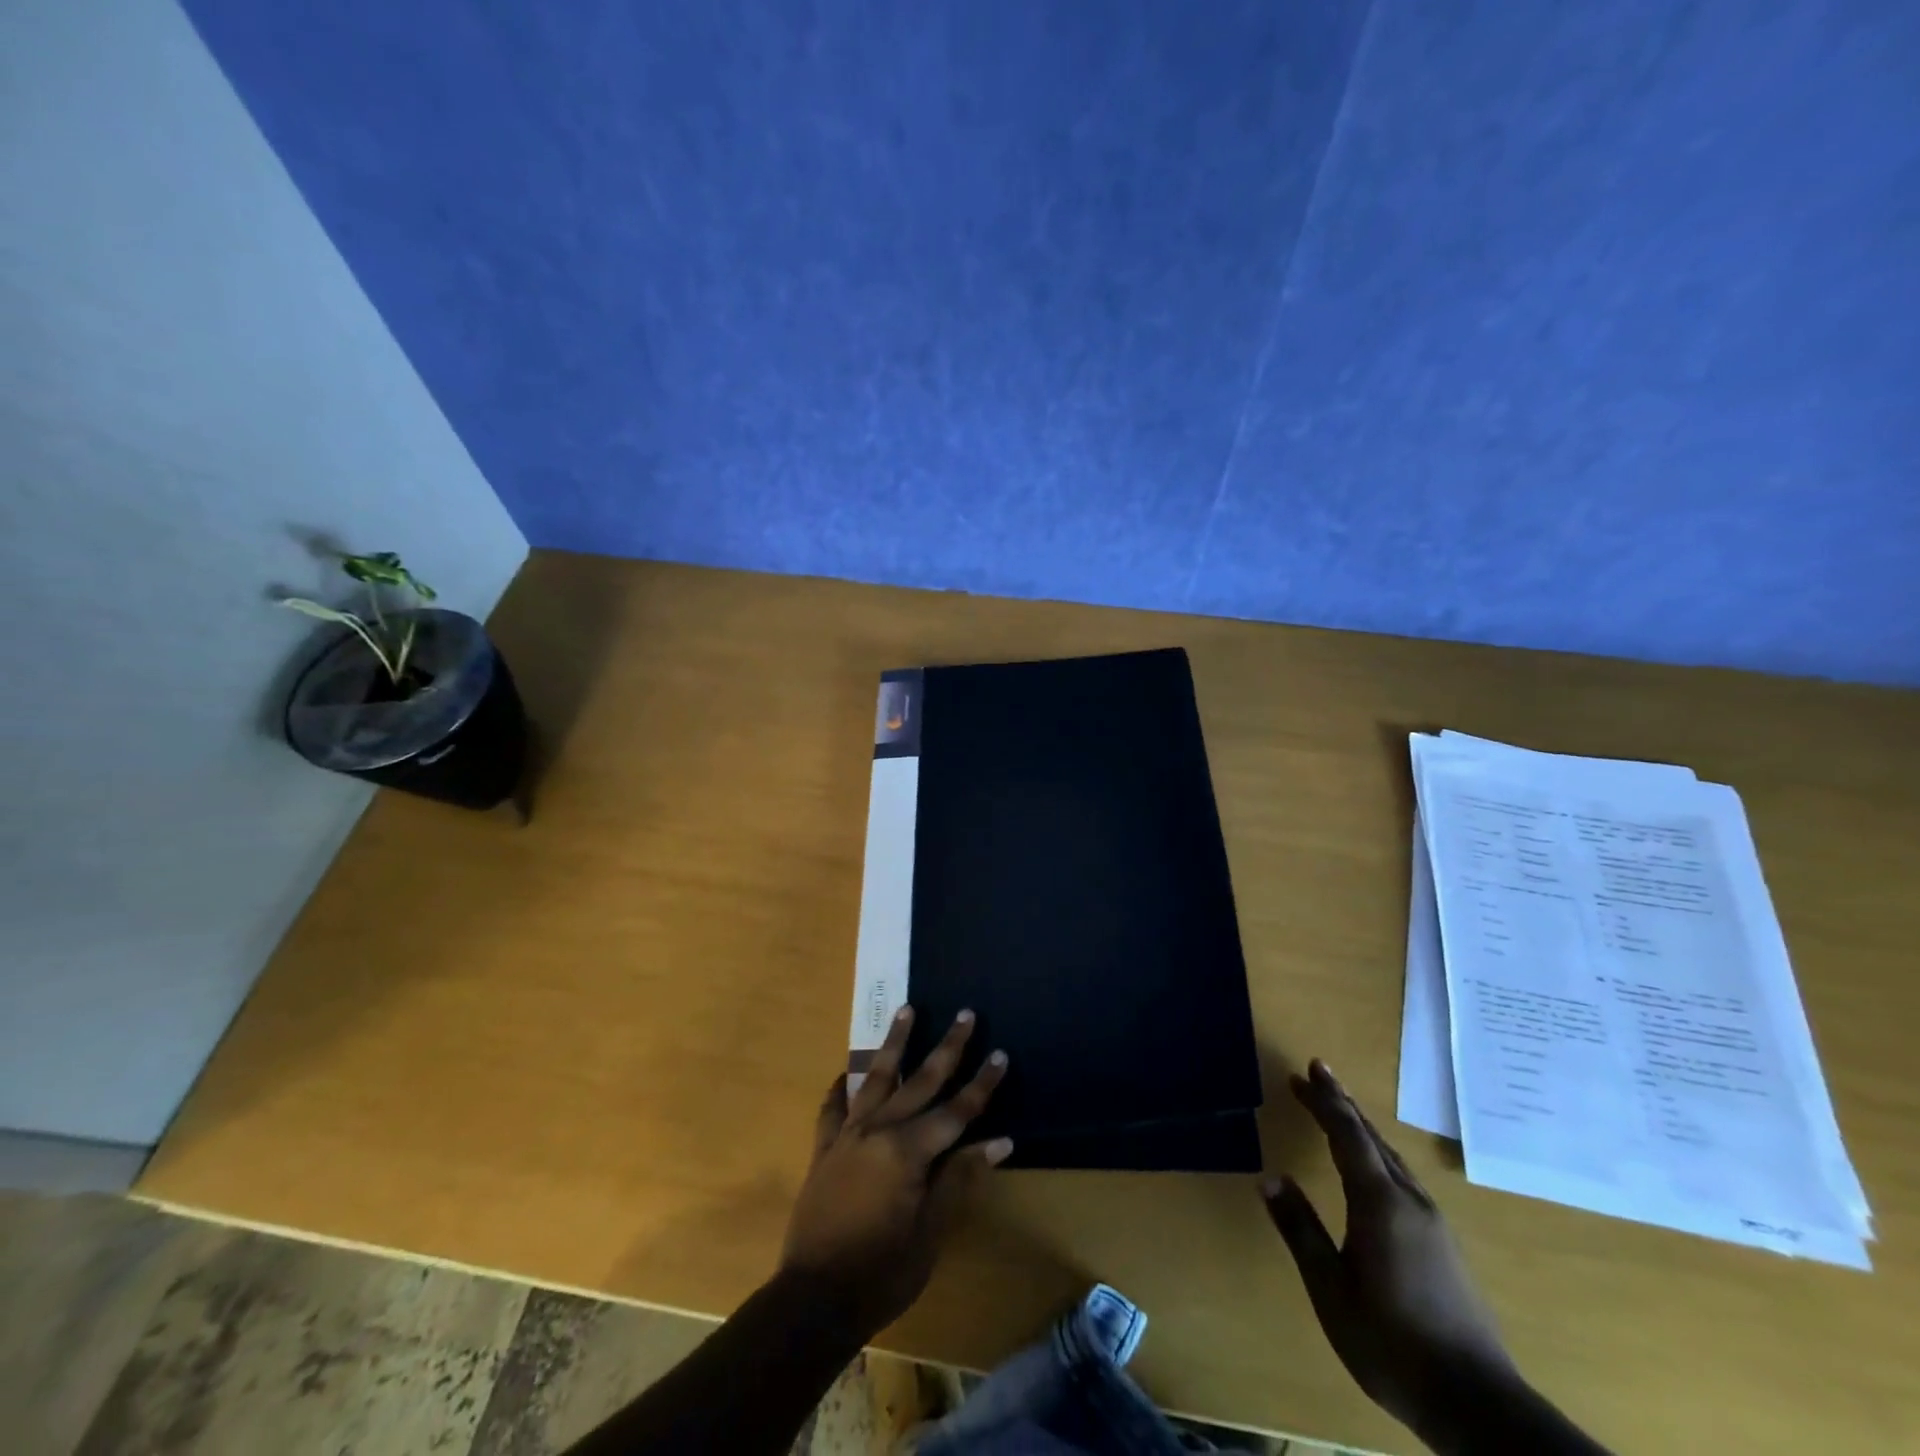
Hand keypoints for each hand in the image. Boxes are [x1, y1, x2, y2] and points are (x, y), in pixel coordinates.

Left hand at [781, 1005, 1010, 1338]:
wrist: (812, 1300)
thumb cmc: (882, 1272)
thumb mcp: (931, 1232)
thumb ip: (959, 1179)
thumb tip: (999, 1141)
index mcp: (909, 1151)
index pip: (956, 1110)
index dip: (982, 1084)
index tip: (1000, 1054)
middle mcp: (879, 1129)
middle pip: (920, 1081)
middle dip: (947, 1047)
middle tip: (965, 1014)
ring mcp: (847, 1135)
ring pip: (876, 1077)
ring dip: (895, 1042)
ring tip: (908, 1009)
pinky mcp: (823, 1149)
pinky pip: (832, 1109)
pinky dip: (840, 1088)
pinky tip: (844, 1073)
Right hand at [1263, 1061, 1519, 1439]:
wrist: (1478, 1405)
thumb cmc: (1392, 1343)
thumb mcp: (1331, 1289)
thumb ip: (1300, 1230)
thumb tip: (1270, 1178)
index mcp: (1379, 1202)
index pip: (1347, 1135)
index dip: (1325, 1101)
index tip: (1305, 1071)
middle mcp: (1409, 1200)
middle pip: (1371, 1137)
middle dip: (1341, 1103)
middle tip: (1317, 1072)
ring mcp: (1432, 1222)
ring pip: (1390, 1156)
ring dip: (1360, 1127)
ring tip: (1339, 1109)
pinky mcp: (1443, 1243)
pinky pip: (1402, 1176)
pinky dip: (1376, 1153)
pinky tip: (1373, 1165)